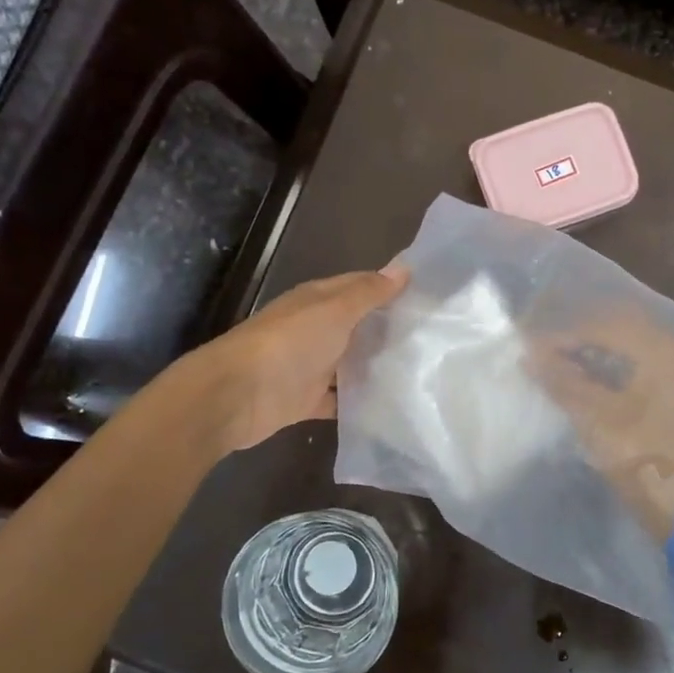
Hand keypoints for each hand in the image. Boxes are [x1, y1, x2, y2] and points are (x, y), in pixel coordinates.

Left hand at [189, 267, 408, 453]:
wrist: (238, 395)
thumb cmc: (289, 343)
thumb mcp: (334, 310)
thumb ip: (368, 293)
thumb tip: (404, 268)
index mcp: (318, 301)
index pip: (360, 287)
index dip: (390, 288)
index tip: (427, 296)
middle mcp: (315, 330)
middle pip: (357, 326)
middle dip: (389, 330)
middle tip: (435, 337)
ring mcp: (310, 366)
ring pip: (350, 363)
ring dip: (376, 366)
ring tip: (423, 372)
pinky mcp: (307, 400)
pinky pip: (340, 399)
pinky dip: (360, 401)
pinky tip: (392, 404)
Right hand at [528, 307, 673, 540]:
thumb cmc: (647, 463)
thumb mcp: (598, 421)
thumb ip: (563, 382)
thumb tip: (530, 354)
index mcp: (665, 351)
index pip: (606, 325)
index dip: (564, 334)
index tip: (530, 347)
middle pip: (619, 329)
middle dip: (578, 338)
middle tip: (542, 352)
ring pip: (628, 347)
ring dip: (593, 352)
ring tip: (557, 365)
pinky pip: (638, 365)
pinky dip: (610, 367)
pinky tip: (585, 379)